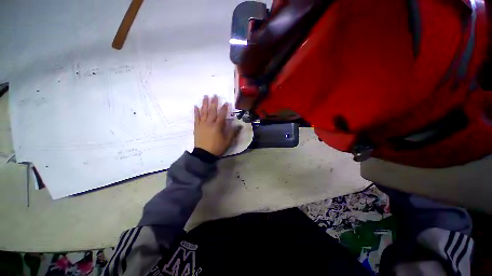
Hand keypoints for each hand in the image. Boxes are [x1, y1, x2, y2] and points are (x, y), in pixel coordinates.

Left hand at [194, 95, 241, 155]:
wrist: (204, 154)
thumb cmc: (217, 147)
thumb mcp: (228, 141)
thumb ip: (233, 132)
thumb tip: (240, 125)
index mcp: (218, 126)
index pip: (222, 115)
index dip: (224, 108)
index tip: (226, 102)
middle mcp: (209, 123)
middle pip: (212, 111)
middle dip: (214, 102)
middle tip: (214, 95)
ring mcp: (202, 124)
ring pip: (204, 112)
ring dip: (204, 104)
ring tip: (205, 96)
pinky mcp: (196, 127)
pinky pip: (196, 118)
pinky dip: (196, 112)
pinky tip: (195, 106)